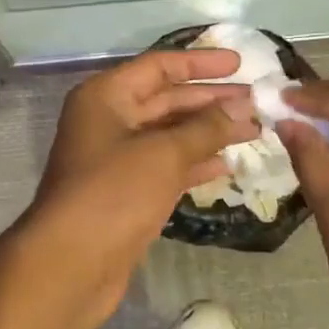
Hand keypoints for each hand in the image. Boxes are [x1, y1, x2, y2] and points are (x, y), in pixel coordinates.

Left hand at [29, 49, 258, 328]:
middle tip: (257, 103)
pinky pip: (166, 166)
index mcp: (106, 97)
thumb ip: (205, 128)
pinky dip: (195, 164)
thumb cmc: (113, 194)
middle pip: (166, 100)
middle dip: (211, 101)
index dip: (200, 63)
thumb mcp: (164, 154)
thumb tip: (243, 109)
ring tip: (254, 131)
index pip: (159, 67)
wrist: (71, 264)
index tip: (240, 65)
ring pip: (169, 135)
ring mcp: (116, 159)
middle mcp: (108, 121)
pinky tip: (227, 165)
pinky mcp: (126, 192)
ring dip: (209, 133)